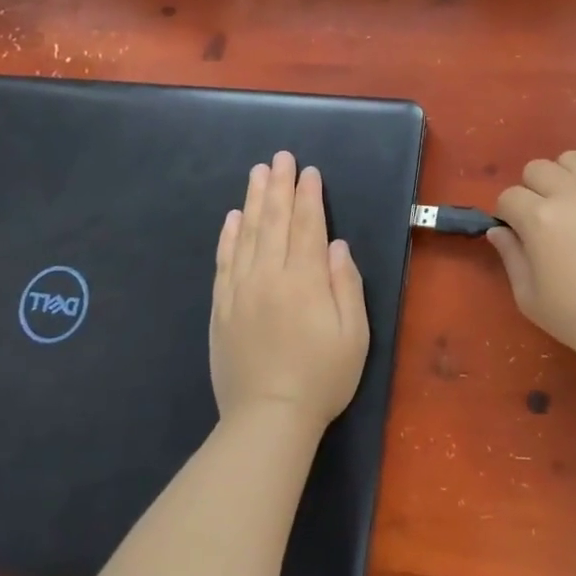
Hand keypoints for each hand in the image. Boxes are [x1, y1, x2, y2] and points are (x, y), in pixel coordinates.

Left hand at [210, 151, 368, 428]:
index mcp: (304, 280)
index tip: (309, 171)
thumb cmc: (322, 377)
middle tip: (280, 157)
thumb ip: (345, 284)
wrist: (268, 418)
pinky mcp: (221, 308)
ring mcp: (240, 291)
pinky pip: (223, 262)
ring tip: (257, 173)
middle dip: (279, 186)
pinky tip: (232, 217)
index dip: (309, 196)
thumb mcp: (354, 334)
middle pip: (273, 221)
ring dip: (252, 200)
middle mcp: (269, 276)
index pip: (307, 226)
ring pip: (246, 234)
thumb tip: (336, 245)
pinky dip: (227, 236)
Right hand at [489, 149, 575, 364]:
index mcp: (539, 218)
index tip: (517, 236)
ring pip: (574, 158)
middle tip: (543, 221)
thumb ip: (510, 257)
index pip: (508, 197)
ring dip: (565, 175)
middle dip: (531, 191)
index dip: (507, 216)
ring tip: (572, 202)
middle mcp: (571, 194)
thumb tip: (498, 231)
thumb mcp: (529, 298)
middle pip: (537, 169)